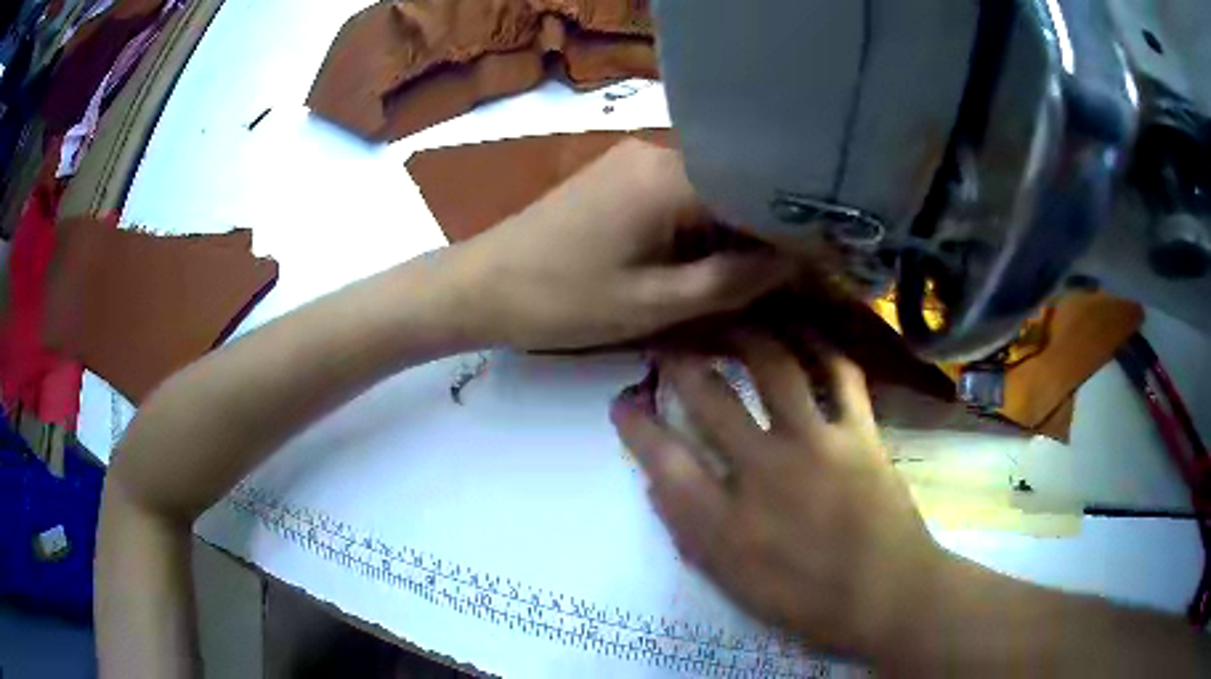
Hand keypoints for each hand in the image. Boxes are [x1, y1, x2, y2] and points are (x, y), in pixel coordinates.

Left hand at [445, 140, 796, 349]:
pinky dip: (703, 225)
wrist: (481, 285)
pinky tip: (711, 256)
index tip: (823, 264)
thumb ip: (733, 279)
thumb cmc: (562, 300)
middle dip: (766, 231)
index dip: (795, 230)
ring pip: (711, 190)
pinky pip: (681, 193)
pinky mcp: (620, 174)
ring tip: (759, 273)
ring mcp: (635, 159)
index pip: (759, 192)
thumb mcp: (655, 303)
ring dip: (734, 229)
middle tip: (794, 277)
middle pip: (736, 186)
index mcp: (671, 177)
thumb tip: (796, 261)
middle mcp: (659, 151)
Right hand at [610, 333, 946, 659]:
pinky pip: (838, 373)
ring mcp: (817, 444)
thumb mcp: (732, 582)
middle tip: (669, 343)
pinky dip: (819, 345)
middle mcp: (766, 470)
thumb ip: (691, 531)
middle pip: (710, 396)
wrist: (887, 595)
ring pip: (774, 366)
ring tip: (728, 321)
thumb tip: (661, 481)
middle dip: (679, 362)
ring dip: (744, 336)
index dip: (635, 423)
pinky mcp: (859, 432)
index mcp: (726, 521)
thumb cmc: (806, 600)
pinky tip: (802, 333)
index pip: (662, 459)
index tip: (624, 401)